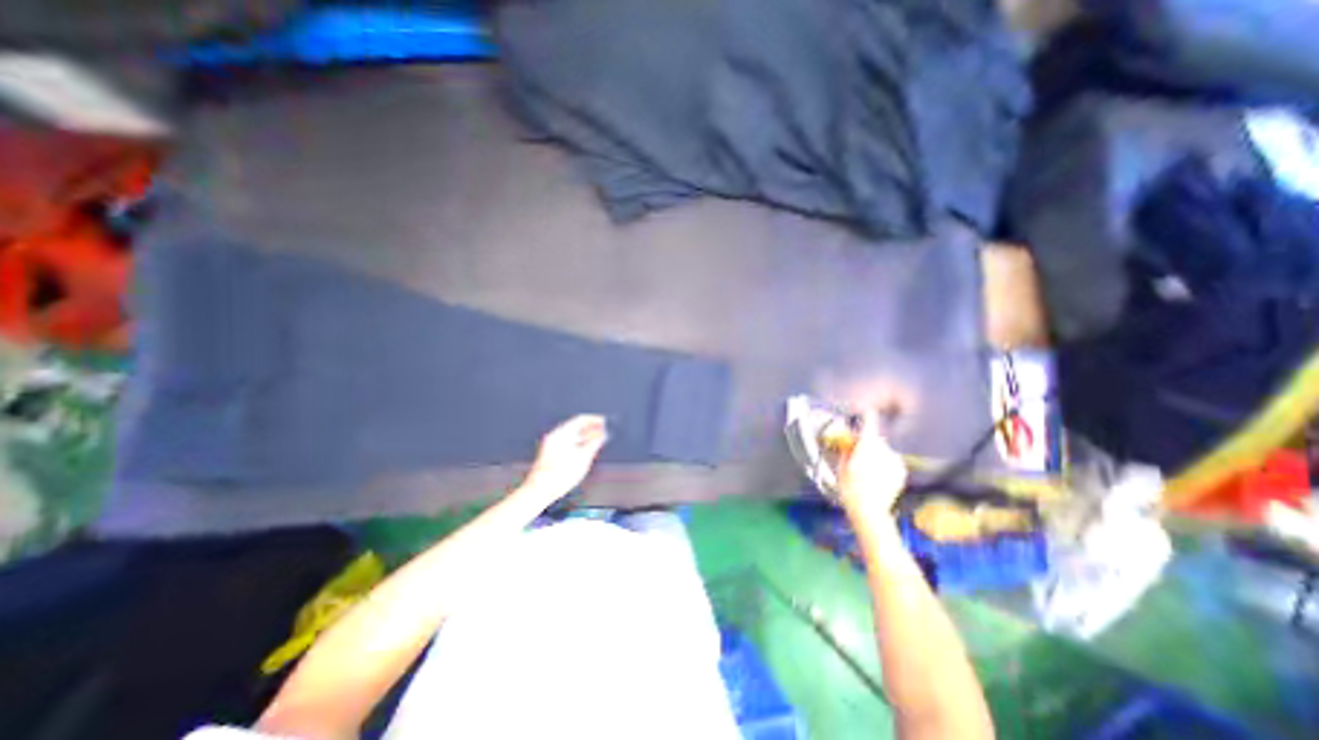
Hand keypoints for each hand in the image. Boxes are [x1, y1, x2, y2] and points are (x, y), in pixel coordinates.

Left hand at [524, 414, 609, 500]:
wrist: (540, 490)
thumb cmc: (559, 475)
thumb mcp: (583, 458)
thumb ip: (594, 443)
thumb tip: (601, 435)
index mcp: (562, 433)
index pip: (580, 419)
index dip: (594, 419)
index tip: (603, 421)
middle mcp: (556, 436)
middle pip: (576, 427)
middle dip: (590, 429)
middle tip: (602, 431)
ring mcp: (552, 445)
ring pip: (572, 436)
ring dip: (585, 437)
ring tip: (596, 441)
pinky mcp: (551, 453)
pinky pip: (567, 443)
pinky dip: (578, 444)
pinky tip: (585, 450)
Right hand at [840, 411, 912, 521]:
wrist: (870, 511)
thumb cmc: (850, 488)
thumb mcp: (842, 466)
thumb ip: (847, 449)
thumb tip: (848, 441)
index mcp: (867, 445)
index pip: (870, 422)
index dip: (867, 415)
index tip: (865, 411)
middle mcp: (884, 449)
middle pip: (875, 439)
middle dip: (867, 442)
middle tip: (857, 453)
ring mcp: (895, 460)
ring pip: (883, 450)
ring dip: (876, 454)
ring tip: (867, 470)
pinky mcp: (901, 470)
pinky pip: (891, 461)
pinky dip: (885, 464)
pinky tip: (877, 476)